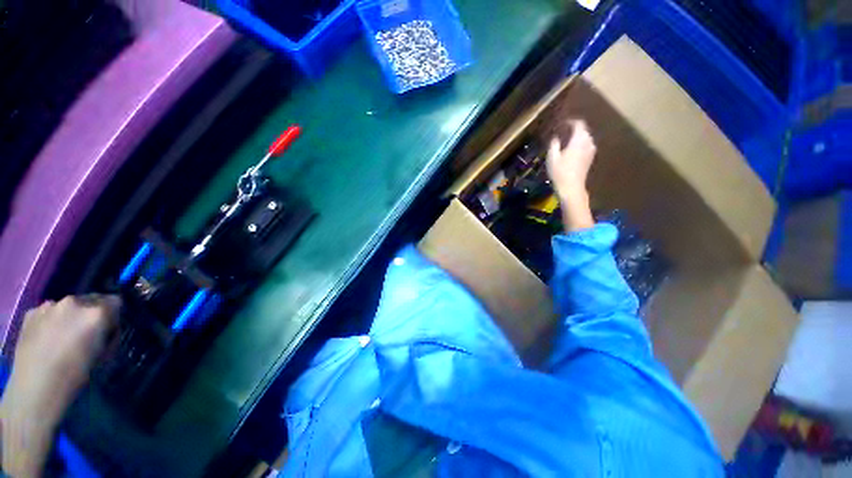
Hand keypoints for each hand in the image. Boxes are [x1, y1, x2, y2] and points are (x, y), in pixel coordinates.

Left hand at [1, 295, 119, 476]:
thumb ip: (106, 336)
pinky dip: (53, 322)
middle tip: (88, 342)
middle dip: (93, 317)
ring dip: (72, 320)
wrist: (31, 398)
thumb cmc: (73, 384)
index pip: (115, 302)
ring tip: (66, 345)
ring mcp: (47, 307)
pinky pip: (50, 312)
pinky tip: (48, 343)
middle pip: (91, 300)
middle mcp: (71, 303)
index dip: (115, 318)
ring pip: (68, 305)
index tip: (111, 334)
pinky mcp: (32, 314)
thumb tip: (109, 325)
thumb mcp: (99, 361)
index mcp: (93, 315)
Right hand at [546, 120, 596, 231]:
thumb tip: (555, 137)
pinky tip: (571, 150)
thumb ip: (554, 144)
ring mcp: (591, 151)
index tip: (562, 123)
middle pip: (583, 130)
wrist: (571, 188)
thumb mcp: (552, 157)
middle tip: (562, 131)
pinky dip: (579, 144)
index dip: (570, 122)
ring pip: (585, 138)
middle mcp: (588, 142)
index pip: (578, 124)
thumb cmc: (560, 172)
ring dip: (577, 137)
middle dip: (574, 129)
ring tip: (566, 141)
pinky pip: (586, 146)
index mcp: (579, 140)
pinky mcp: (590, 158)